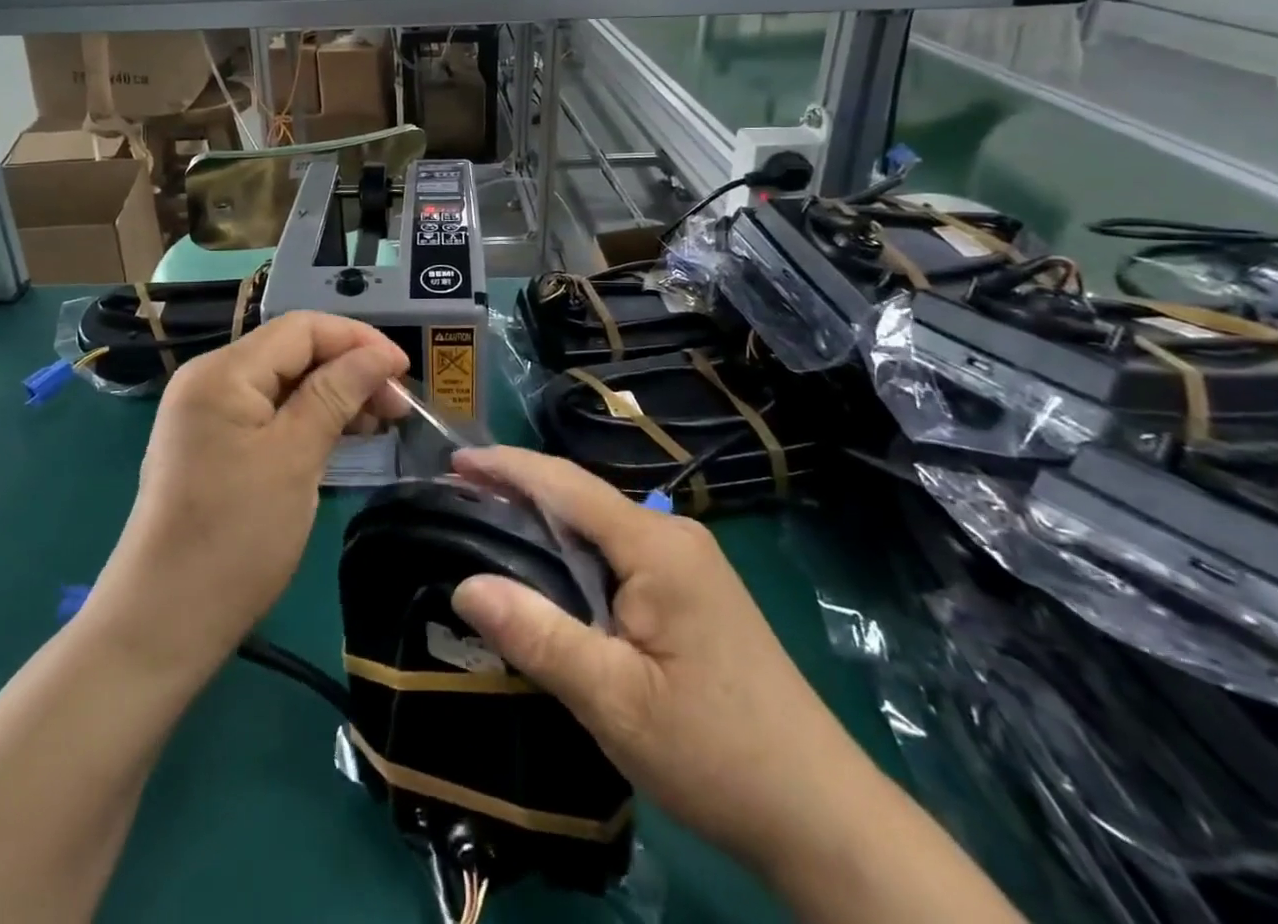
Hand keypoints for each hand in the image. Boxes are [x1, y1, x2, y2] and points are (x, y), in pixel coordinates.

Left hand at [92, 312, 408, 677]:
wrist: (163, 624)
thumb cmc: (235, 537)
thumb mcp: (295, 458)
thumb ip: (337, 393)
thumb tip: (381, 354)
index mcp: (223, 372)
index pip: (302, 328)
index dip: (358, 340)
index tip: (405, 371)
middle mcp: (211, 379)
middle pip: (293, 351)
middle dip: (349, 369)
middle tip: (397, 406)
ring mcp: (209, 413)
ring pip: (285, 382)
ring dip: (334, 394)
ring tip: (379, 422)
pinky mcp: (214, 444)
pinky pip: (270, 412)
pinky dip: (309, 418)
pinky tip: (342, 436)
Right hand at [446, 447, 878, 877]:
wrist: (822, 815)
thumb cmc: (715, 752)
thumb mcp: (614, 701)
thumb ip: (539, 636)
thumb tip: (466, 584)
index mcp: (656, 545)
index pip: (567, 484)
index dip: (507, 467)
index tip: (455, 463)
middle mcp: (674, 536)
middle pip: (583, 497)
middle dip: (520, 489)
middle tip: (459, 496)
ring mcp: (689, 562)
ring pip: (600, 525)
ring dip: (546, 521)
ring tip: (489, 525)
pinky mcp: (694, 591)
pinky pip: (619, 552)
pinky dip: (573, 550)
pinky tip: (549, 570)